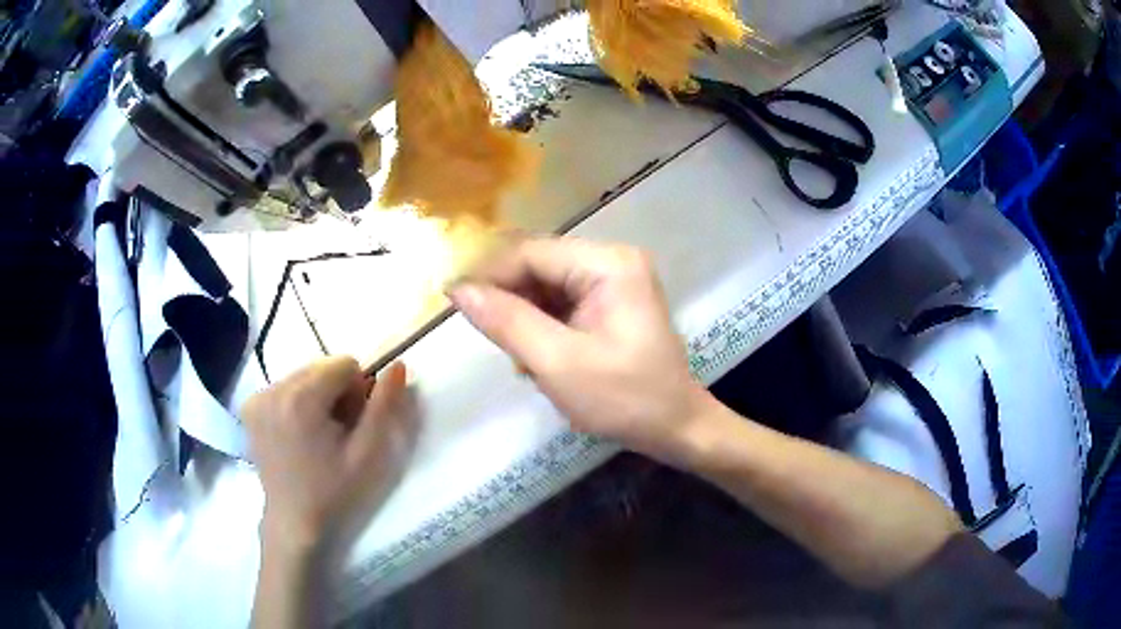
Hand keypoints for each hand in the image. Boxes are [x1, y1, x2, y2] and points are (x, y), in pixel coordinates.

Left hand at [242, 357, 411, 550]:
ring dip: (317, 397)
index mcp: (301, 398)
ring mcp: (258, 397)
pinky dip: (297, 402)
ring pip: (304, 375)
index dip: (358, 392)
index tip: (353, 426)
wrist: (294, 520)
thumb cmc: (335, 491)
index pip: (344, 364)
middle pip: (321, 367)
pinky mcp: (250, 407)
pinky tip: (298, 433)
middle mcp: (274, 388)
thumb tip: (398, 365)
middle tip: (337, 433)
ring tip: (317, 436)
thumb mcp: (368, 454)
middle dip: (336, 392)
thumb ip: (384, 407)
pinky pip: (285, 387)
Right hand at [448, 237, 709, 463]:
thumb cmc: (624, 399)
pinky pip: (562, 303)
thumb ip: (506, 322)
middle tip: (488, 338)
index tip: (451, 302)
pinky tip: (540, 358)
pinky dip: (542, 327)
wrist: (676, 428)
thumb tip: (458, 289)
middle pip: (539, 265)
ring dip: (524, 317)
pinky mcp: (611, 303)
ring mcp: (614, 281)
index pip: (531, 253)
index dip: (488, 274)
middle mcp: (612, 260)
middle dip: (509, 300)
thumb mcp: (558, 363)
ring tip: (520, 358)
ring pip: (546, 286)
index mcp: (608, 264)